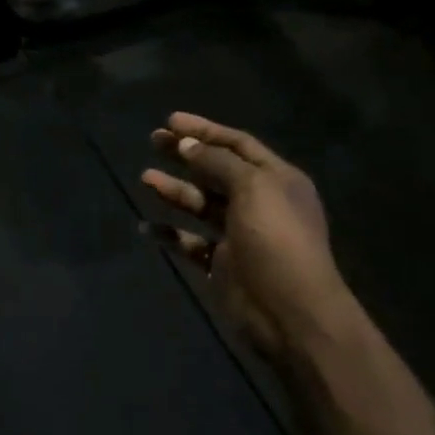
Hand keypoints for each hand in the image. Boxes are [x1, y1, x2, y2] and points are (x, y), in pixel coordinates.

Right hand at [140, 112, 359, 358]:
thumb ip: (218, 163)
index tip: (170, 121)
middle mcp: (258, 203)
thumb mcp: (253, 188)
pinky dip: (169, 233)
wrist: (290, 312)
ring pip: (200, 205)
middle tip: (153, 141)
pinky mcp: (221, 265)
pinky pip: (190, 243)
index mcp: (276, 180)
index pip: (238, 145)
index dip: (205, 130)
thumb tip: (188, 145)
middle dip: (185, 155)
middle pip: (215, 171)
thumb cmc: (276, 240)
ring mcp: (238, 235)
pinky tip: (146, 226)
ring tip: (145, 178)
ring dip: (174, 190)